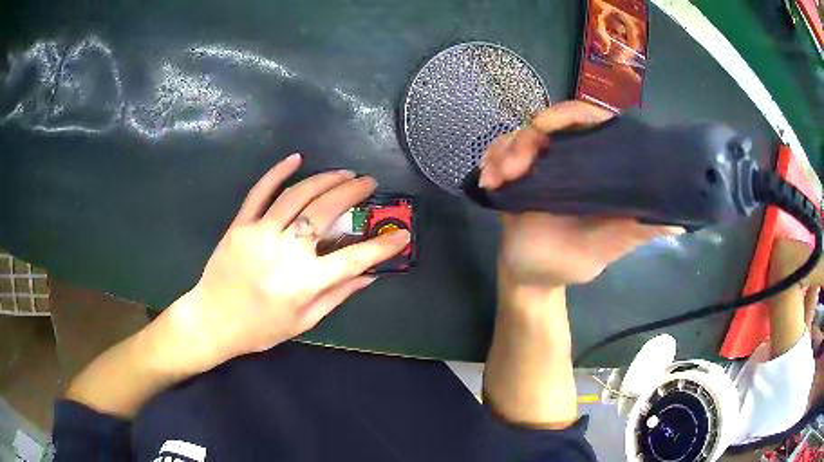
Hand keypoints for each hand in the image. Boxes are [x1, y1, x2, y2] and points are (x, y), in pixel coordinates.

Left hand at [158, 154, 409, 374]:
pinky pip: (260, 192)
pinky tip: (297, 158)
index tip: (402, 235)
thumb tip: (369, 275)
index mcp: (304, 282)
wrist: (213, 320)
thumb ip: (337, 295)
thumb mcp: (304, 321)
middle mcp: (285, 252)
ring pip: (297, 196)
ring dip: (325, 180)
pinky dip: (278, 172)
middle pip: (325, 212)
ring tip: (344, 173)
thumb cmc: (261, 328)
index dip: (382, 246)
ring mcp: (259, 233)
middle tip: (369, 183)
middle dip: (353, 193)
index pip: (353, 259)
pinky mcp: (240, 225)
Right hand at [480, 101, 680, 288]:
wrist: (524, 277)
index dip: (570, 114)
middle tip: (511, 169)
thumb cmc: (563, 265)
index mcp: (599, 172)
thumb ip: (634, 233)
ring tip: (495, 181)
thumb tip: (679, 222)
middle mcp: (575, 160)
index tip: (545, 127)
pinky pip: (502, 148)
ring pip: (522, 134)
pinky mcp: (520, 171)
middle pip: (551, 122)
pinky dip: (492, 159)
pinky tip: (488, 182)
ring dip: (504, 152)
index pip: (593, 122)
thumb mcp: (602, 250)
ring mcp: (545, 163)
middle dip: (525, 140)